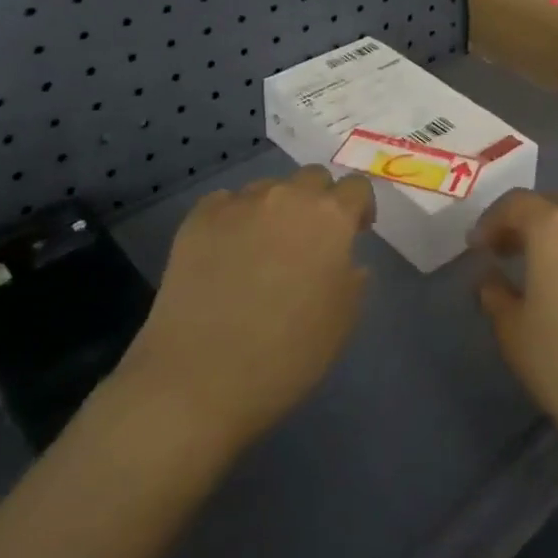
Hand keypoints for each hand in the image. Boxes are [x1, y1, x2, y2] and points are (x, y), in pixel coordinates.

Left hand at [116, 165, 374, 456]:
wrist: (199, 379)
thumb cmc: (286, 354)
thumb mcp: (343, 321)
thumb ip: (352, 278)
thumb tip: (344, 260)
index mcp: (330, 217)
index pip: (356, 187)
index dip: (359, 207)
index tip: (355, 232)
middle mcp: (287, 197)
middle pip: (312, 178)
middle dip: (318, 201)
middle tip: (310, 241)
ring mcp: (239, 204)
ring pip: (268, 189)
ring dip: (275, 210)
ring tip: (263, 250)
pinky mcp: (198, 219)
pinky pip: (225, 204)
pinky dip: (234, 220)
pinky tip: (226, 254)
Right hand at [473, 190, 557, 469]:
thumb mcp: (517, 337)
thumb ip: (496, 297)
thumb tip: (491, 278)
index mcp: (555, 224)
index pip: (514, 204)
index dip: (491, 223)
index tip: (477, 248)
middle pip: (552, 205)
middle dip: (526, 224)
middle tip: (507, 253)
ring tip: (546, 269)